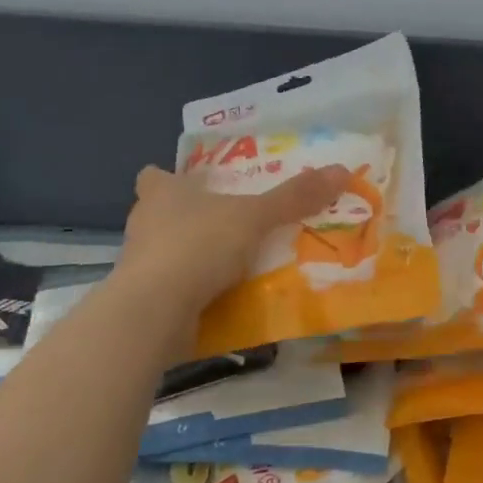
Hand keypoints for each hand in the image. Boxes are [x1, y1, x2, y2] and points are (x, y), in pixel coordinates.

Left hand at [118, 163, 349, 311]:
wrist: (154, 312)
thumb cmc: (198, 245)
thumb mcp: (255, 216)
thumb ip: (295, 197)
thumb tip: (342, 170)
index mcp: (162, 194)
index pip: (155, 176)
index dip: (171, 178)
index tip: (197, 186)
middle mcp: (145, 224)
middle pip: (162, 214)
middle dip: (191, 219)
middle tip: (231, 223)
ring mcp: (140, 267)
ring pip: (168, 254)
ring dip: (195, 258)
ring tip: (236, 263)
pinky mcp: (144, 303)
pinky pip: (175, 291)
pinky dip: (195, 294)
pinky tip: (226, 299)